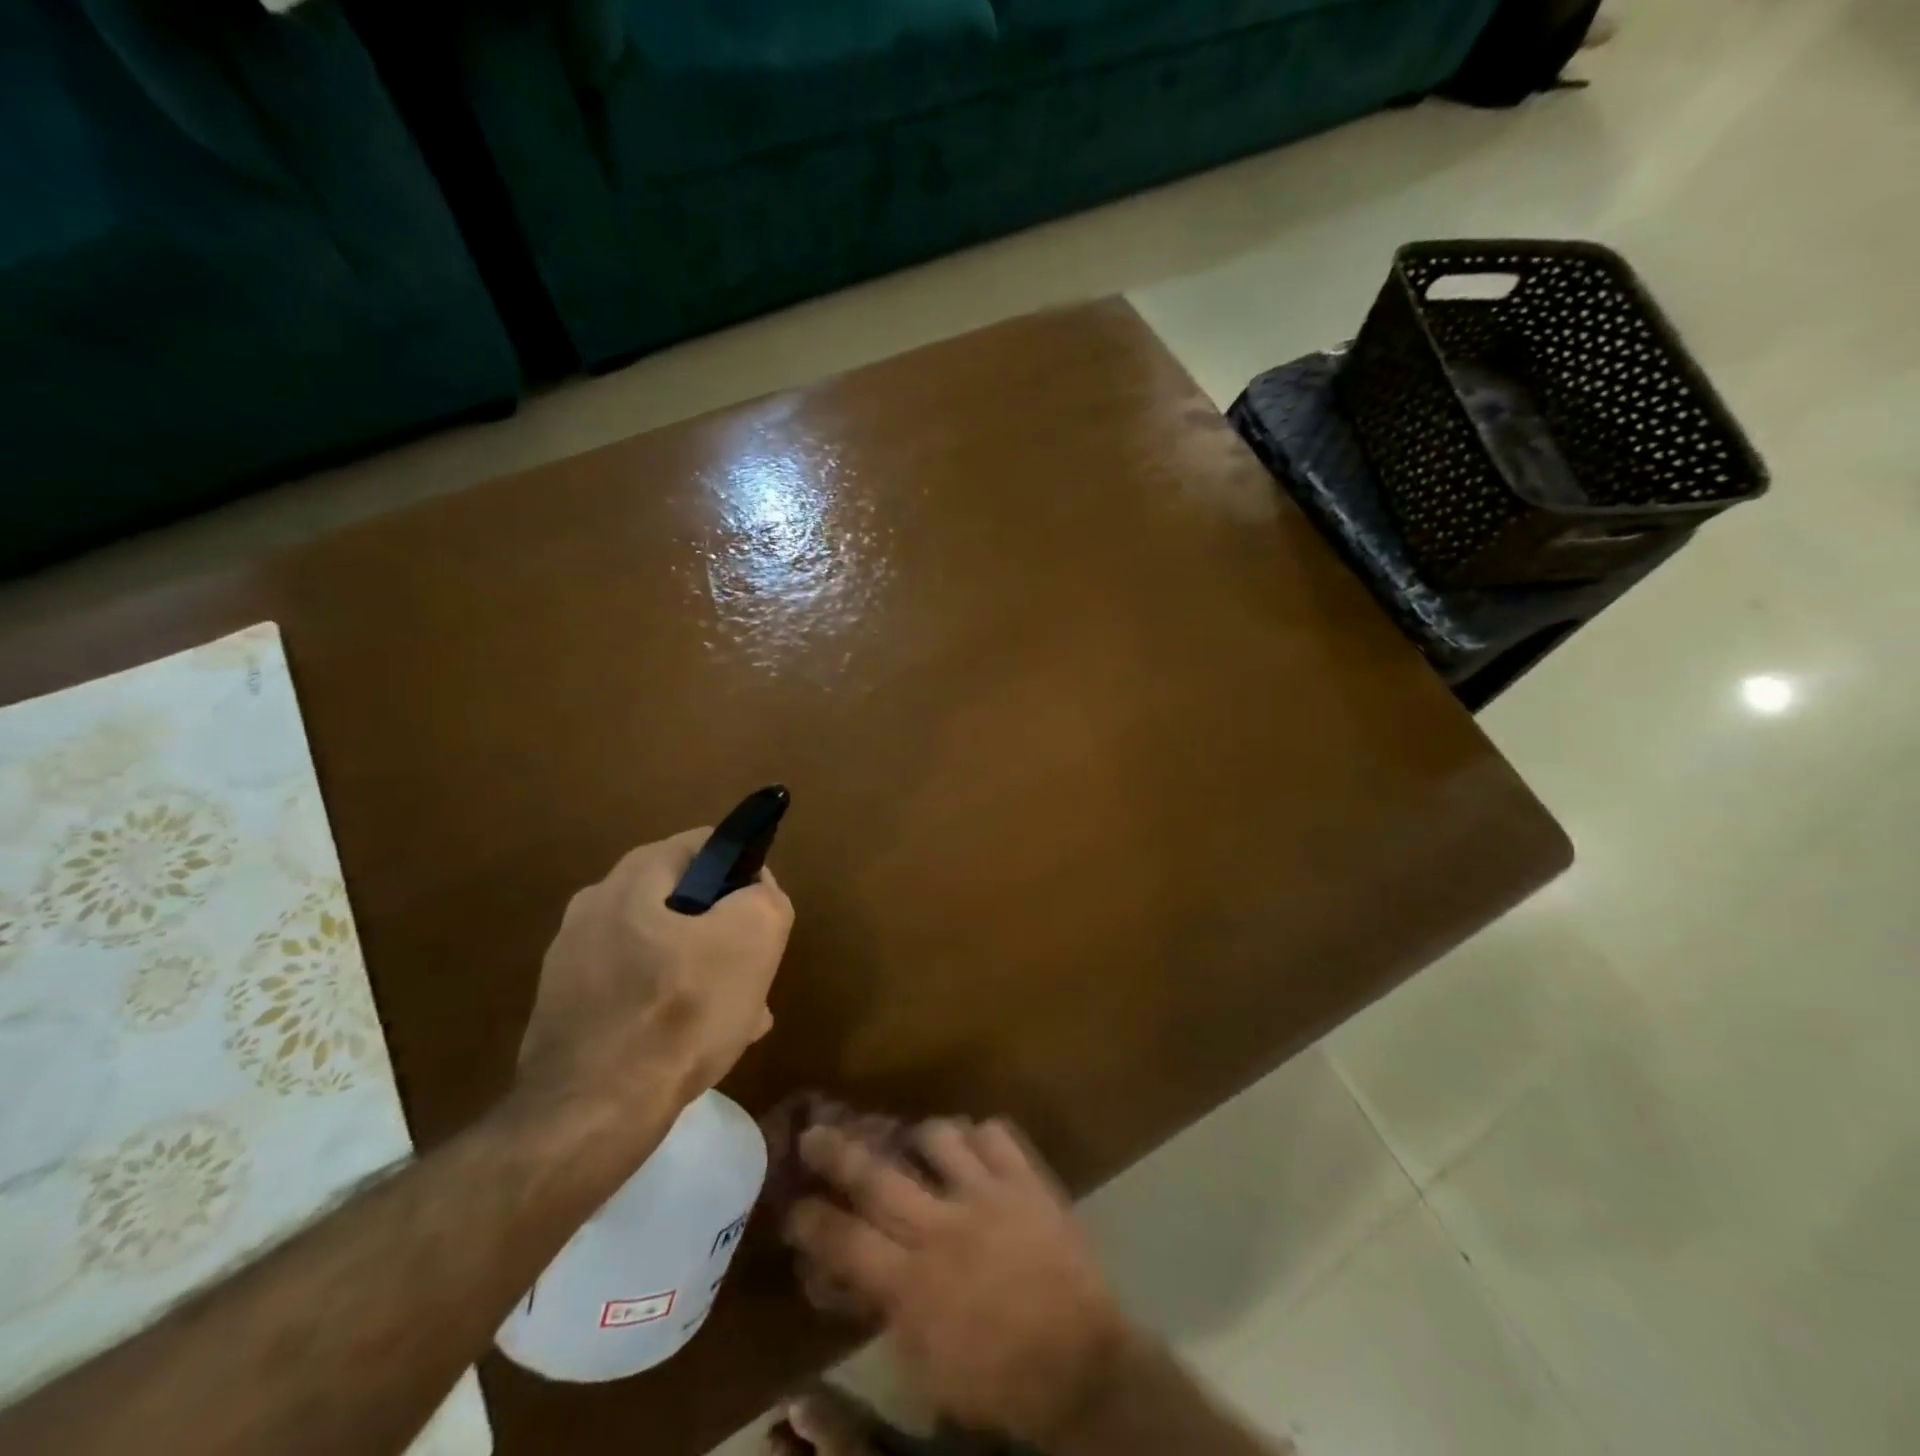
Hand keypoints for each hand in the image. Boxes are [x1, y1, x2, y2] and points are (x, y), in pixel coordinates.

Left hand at [518, 829, 793, 1113]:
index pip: (708, 845)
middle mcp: (595, 904)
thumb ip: (765, 896)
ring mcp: (572, 958)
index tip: (762, 921)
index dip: (746, 875)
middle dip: (725, 933)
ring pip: (663, 950)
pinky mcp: (564, 1007)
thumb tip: (754, 891)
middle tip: (752, 975)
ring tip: (735, 1018)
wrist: (591, 1115)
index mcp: (634, 875)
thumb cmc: (681, 1012)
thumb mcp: (755, 937)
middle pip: (686, 901)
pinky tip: (693, 1044)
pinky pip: (634, 989)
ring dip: (702, 973)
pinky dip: (667, 1004)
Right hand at [783, 1119, 1132, 1444]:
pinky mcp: (1026, 1180)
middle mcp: (942, 1227)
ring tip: (915, 1142)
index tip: (792, 1205)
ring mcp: (988, 1195)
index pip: (845, 1240)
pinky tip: (974, 1148)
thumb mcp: (926, 1366)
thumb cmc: (996, 1379)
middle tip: (814, 1133)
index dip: (812, 1220)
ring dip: (920, 1137)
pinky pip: (994, 1133)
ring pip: (938, 1137)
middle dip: (838, 1153)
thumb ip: (886, 1312)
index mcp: (913, 1283)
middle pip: (878, 1176)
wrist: (1080, 1366)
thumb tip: (849, 1276)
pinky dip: (978, 1135)